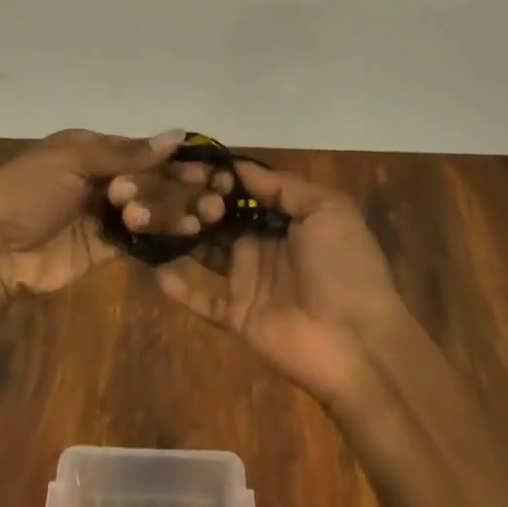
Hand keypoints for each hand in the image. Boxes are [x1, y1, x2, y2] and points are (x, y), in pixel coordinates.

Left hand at [0, 128, 195, 300]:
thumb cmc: (27, 193)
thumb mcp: (72, 162)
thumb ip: (126, 153)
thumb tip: (179, 134)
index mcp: (89, 148)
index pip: (140, 150)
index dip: (173, 159)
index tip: (207, 168)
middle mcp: (99, 177)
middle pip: (148, 179)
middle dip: (177, 187)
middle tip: (211, 198)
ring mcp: (101, 214)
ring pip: (148, 208)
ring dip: (172, 210)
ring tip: (200, 218)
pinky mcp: (103, 248)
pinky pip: (139, 238)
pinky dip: (161, 234)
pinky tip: (185, 234)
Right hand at [155, 159, 406, 405]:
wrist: (359, 344)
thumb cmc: (345, 267)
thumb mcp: (328, 210)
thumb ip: (283, 186)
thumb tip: (238, 166)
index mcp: (284, 217)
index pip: (241, 190)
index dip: (217, 176)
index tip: (186, 163)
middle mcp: (260, 244)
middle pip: (218, 217)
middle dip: (192, 201)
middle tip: (162, 188)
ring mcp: (246, 280)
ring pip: (203, 252)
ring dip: (180, 235)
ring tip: (147, 218)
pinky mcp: (235, 315)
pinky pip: (200, 298)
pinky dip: (177, 286)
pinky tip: (153, 267)